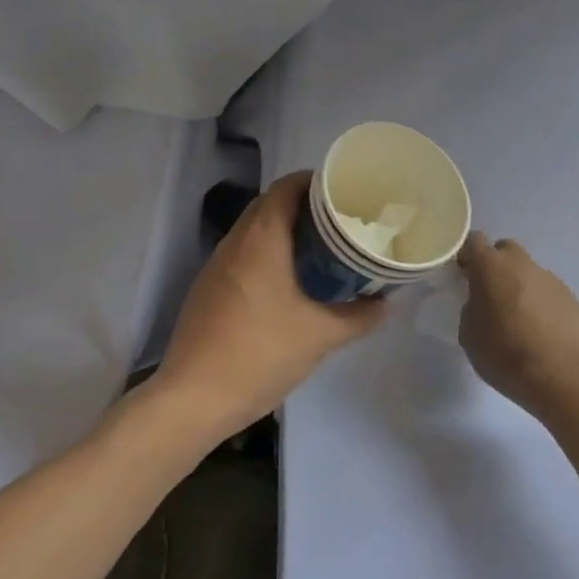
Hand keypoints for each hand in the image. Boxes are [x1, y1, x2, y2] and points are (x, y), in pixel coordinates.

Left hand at [149, 171, 387, 445]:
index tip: (346, 194)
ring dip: (286, 231)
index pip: (288, 185)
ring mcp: (218, 263)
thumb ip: (359, 316)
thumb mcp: (320, 336)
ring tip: (321, 250)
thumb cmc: (260, 353)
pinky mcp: (209, 287)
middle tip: (341, 223)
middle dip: (306, 207)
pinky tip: (289, 282)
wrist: (193, 397)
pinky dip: (269, 253)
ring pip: (256, 229)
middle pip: (272, 203)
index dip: (317, 182)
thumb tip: (386, 303)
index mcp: (262, 236)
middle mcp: (237, 240)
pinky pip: (244, 253)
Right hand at [458, 233, 578, 421]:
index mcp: (490, 267)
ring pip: (527, 271)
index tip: (464, 274)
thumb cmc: (505, 354)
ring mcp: (548, 277)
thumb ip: (471, 307)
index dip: (467, 255)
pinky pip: (546, 290)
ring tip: (519, 319)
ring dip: (519, 285)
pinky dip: (539, 302)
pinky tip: (540, 330)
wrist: (560, 376)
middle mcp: (520, 263)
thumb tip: (482, 302)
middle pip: (504, 250)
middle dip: (496, 266)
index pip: (474, 241)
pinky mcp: (568, 296)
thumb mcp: (469, 334)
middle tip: (491, 294)